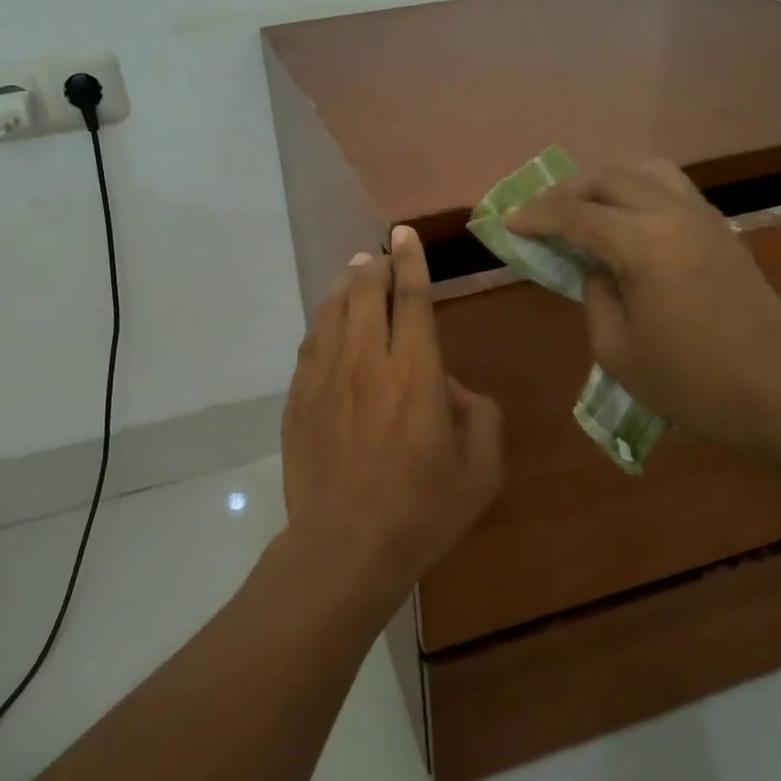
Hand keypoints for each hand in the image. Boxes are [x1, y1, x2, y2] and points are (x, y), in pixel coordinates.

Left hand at [281, 225, 504, 604]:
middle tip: (381, 254)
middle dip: (375, 266)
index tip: (403, 234)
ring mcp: (325, 378)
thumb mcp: (481, 469)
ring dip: (346, 287)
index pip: (411, 298)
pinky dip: (323, 322)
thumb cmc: (422, 511)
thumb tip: (452, 387)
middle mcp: (366, 362)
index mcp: (416, 372)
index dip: (410, 261)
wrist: (344, 547)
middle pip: (365, 294)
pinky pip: (311, 344)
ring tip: (355, 274)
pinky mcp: (299, 399)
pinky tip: (328, 321)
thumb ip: (480, 415)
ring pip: (333, 313)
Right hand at [506, 161, 780, 463]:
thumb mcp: (618, 351)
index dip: (537, 216)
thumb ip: (595, 296)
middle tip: (541, 217)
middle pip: (610, 178)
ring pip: (645, 172)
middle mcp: (673, 215)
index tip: (509, 223)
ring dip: (606, 183)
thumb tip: (595, 268)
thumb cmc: (692, 384)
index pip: (576, 214)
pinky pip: (671, 189)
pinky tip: (625, 222)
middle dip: (568, 192)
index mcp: (643, 244)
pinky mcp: (723, 231)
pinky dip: (637, 192)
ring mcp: (704, 218)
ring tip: (584, 211)